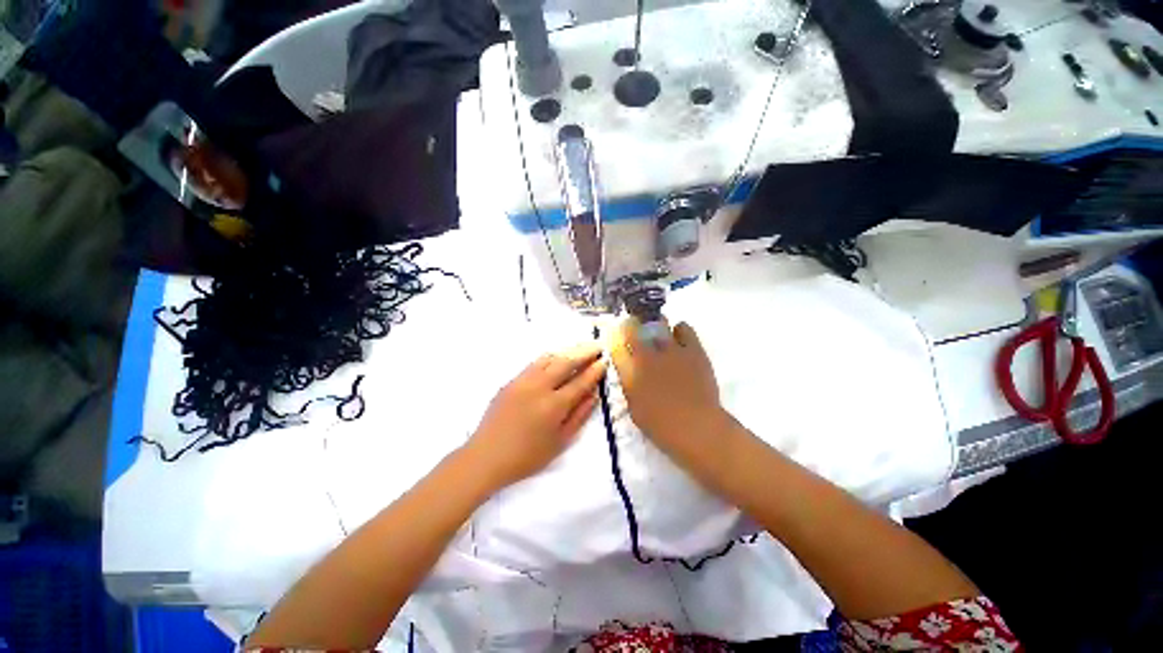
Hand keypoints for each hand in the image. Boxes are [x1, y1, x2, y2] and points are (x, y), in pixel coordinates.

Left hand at [466, 343, 606, 489]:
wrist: (486, 456)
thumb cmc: (527, 456)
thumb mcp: (560, 441)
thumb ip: (579, 415)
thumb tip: (594, 395)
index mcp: (554, 405)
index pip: (580, 381)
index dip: (594, 370)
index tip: (604, 361)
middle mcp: (539, 387)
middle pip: (566, 362)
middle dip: (584, 352)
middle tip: (597, 347)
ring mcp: (523, 381)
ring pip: (549, 358)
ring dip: (567, 352)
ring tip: (580, 349)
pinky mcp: (511, 381)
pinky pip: (535, 363)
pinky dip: (550, 358)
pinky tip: (556, 359)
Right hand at [609, 319, 728, 463]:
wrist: (697, 427)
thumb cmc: (661, 425)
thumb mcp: (634, 407)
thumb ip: (629, 383)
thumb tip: (628, 367)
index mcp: (631, 372)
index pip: (616, 344)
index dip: (615, 335)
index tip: (617, 332)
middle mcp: (648, 356)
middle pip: (634, 327)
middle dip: (632, 325)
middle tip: (637, 329)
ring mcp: (672, 350)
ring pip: (660, 323)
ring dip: (656, 327)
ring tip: (661, 335)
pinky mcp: (693, 349)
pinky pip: (684, 328)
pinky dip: (679, 331)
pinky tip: (680, 341)